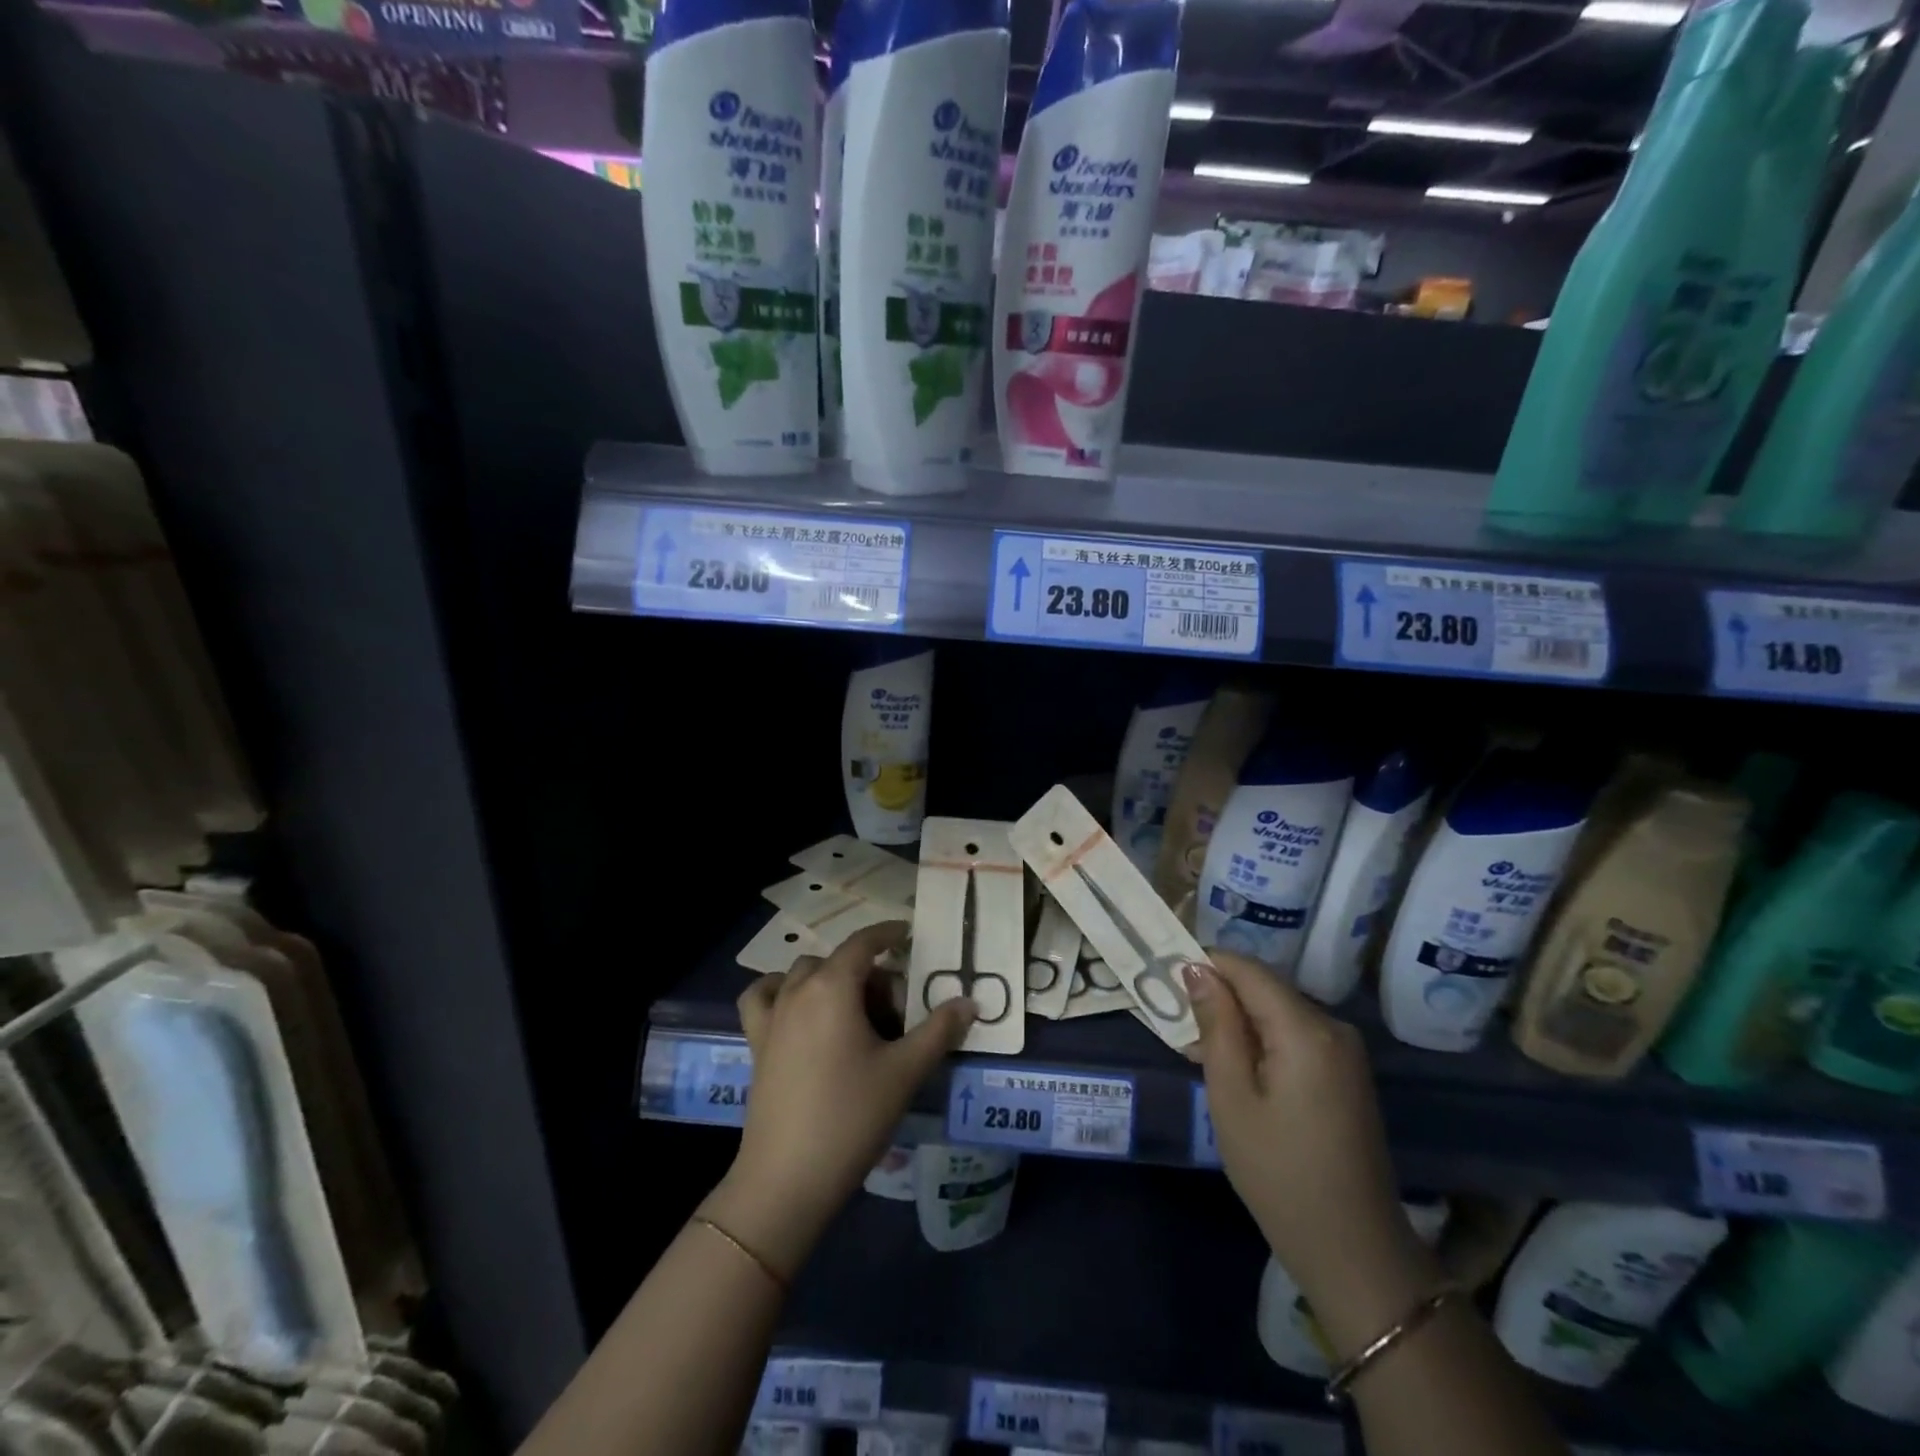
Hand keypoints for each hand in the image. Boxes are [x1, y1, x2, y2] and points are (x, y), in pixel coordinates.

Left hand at [702, 922, 974, 1280]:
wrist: (787, 1179)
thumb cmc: (851, 1117)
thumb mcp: (905, 1072)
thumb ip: (939, 1031)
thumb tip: (970, 1002)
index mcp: (833, 987)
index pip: (863, 943)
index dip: (888, 934)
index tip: (909, 936)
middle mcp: (798, 990)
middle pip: (838, 962)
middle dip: (869, 974)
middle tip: (895, 1011)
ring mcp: (772, 1015)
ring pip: (804, 976)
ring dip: (830, 980)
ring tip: (853, 1013)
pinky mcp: (756, 1042)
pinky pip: (764, 997)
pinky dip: (780, 991)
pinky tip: (797, 1010)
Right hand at [1185, 952, 1441, 1354]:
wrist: (1353, 1249)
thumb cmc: (1279, 1172)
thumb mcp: (1231, 1096)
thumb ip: (1216, 1025)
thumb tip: (1198, 970)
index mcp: (1306, 1028)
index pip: (1248, 969)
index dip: (1206, 965)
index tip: (1167, 980)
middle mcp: (1332, 1026)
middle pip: (1264, 989)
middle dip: (1220, 998)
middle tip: (1179, 1028)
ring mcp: (1345, 1050)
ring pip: (1277, 1011)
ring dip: (1238, 1022)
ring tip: (1200, 1054)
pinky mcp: (1346, 1072)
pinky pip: (1294, 1035)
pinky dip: (1262, 1042)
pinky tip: (1237, 1072)